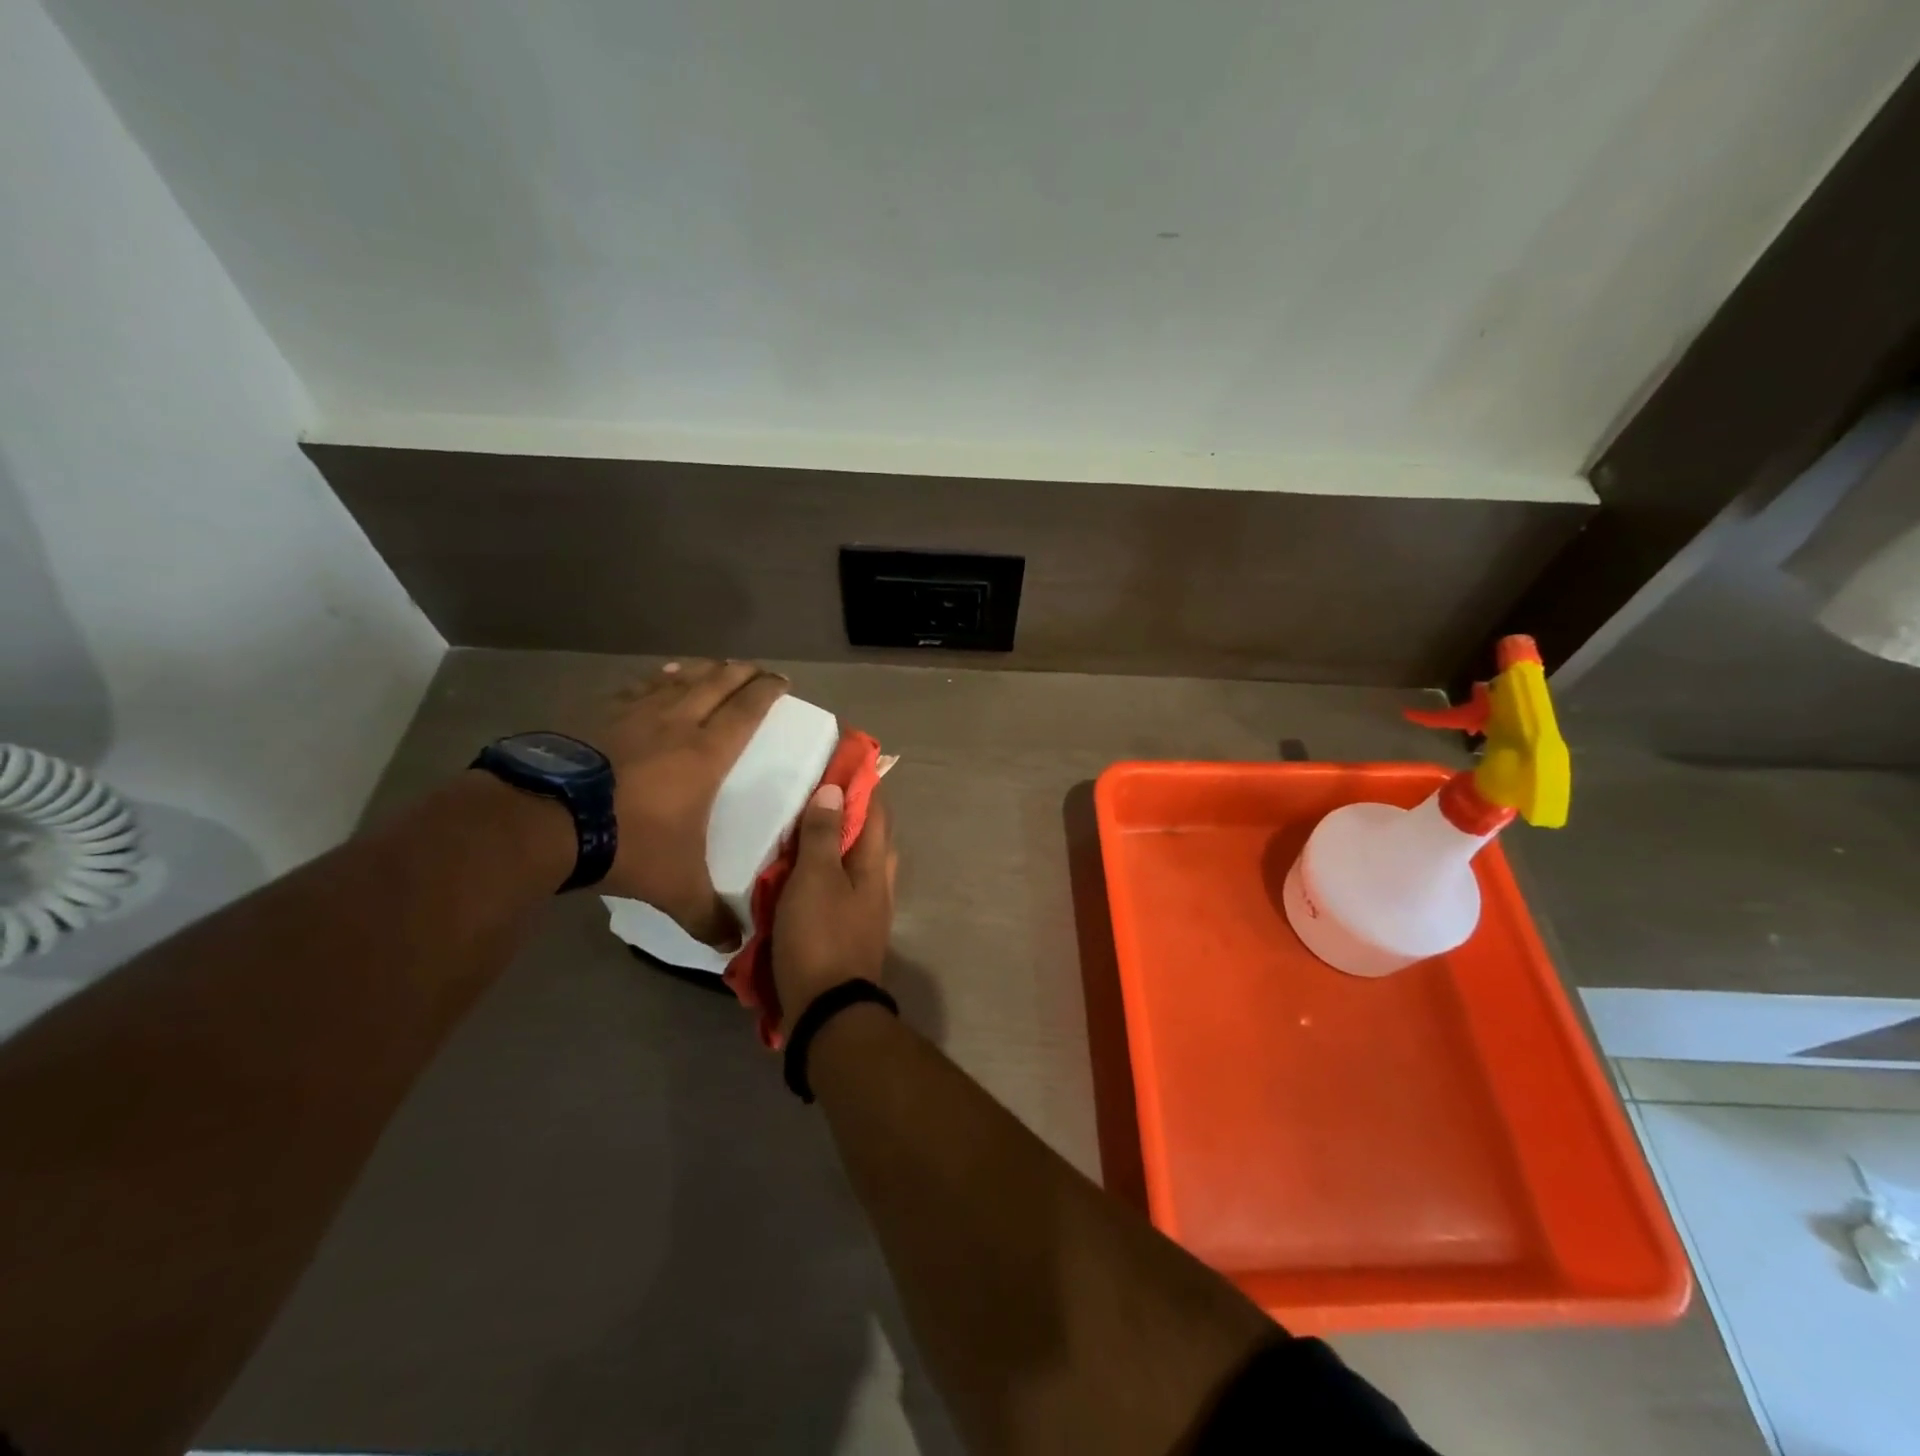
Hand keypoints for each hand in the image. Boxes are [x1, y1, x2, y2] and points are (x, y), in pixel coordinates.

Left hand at [589, 659, 786, 942]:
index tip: (782, 682)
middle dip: (741, 673)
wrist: (543, 820)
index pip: (747, 710)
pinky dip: (655, 679)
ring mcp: (632, 713)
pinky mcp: (595, 713)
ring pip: (677, 679)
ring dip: (701, 670)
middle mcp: (675, 723)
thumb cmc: (626, 843)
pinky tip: (656, 677)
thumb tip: (734, 946)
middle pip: (716, 683)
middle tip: (756, 669)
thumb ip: (707, 916)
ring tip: (712, 666)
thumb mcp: (675, 887)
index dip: (767, 692)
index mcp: (706, 753)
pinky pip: (636, 687)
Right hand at [772, 783, 895, 1036]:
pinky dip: (825, 872)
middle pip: (870, 834)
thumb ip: (824, 835)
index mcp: (876, 863)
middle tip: (815, 793)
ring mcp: (867, 909)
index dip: (861, 781)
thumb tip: (835, 790)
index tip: (840, 758)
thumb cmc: (819, 936)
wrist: (828, 1010)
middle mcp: (879, 882)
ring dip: (836, 842)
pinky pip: (841, 887)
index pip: (875, 808)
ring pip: (855, 862)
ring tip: (803, 830)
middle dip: (849, 810)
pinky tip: (800, 875)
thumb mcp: (814, 878)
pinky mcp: (850, 930)